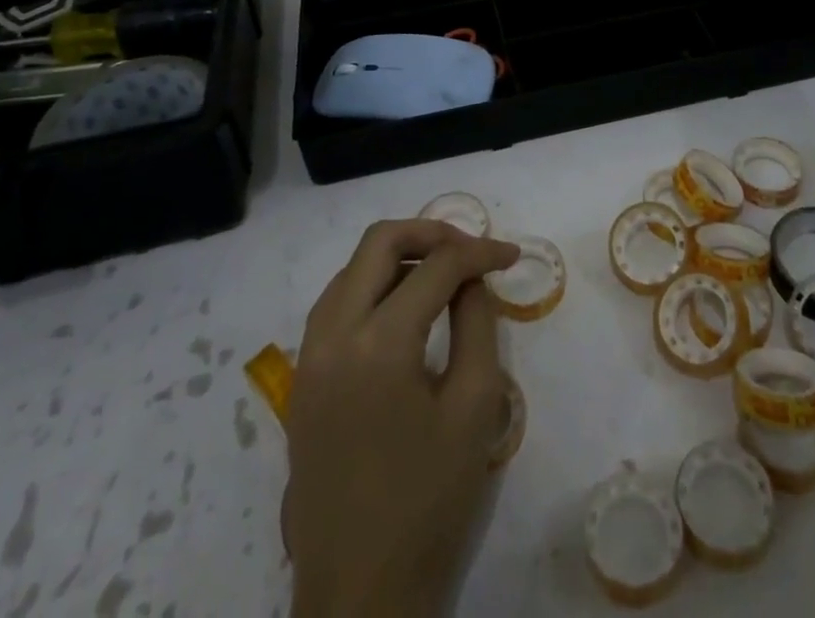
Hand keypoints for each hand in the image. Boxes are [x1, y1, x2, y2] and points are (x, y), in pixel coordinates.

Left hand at [287, 219, 520, 617]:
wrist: (358, 593)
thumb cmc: (428, 503)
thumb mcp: (475, 408)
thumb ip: (477, 324)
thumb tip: (470, 280)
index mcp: (379, 343)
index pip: (437, 266)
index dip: (480, 252)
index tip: (511, 255)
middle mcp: (333, 333)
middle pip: (380, 241)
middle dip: (431, 232)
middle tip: (470, 250)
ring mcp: (309, 354)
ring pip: (352, 267)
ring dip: (399, 256)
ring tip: (442, 273)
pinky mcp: (302, 377)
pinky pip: (336, 302)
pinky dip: (372, 285)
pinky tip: (403, 308)